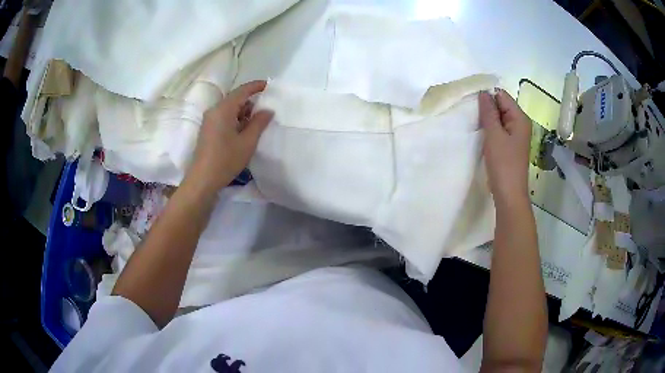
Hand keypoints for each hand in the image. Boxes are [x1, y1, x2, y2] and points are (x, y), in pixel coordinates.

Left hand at [186, 80, 272, 192]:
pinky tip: (244, 129)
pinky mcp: (207, 130)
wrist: (202, 179)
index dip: (256, 86)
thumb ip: (259, 123)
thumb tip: (268, 110)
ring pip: (229, 108)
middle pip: (234, 98)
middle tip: (266, 106)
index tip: (269, 85)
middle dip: (250, 100)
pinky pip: (224, 117)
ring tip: (258, 120)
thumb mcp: (247, 142)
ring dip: (243, 111)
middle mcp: (214, 110)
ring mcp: (209, 120)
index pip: (242, 91)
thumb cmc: (226, 160)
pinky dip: (235, 118)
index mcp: (223, 109)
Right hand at [479, 89, 531, 206]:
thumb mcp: (494, 135)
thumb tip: (483, 93)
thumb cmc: (503, 163)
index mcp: (520, 118)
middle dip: (488, 108)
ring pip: (500, 118)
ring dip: (488, 119)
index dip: (488, 96)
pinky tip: (482, 134)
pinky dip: (491, 130)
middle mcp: (521, 124)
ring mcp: (516, 135)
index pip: (503, 96)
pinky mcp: (511, 145)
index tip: (472, 101)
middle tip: (472, 114)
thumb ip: (489, 112)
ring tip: (475, 123)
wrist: (509, 194)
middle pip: (502, 106)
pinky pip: (500, 130)